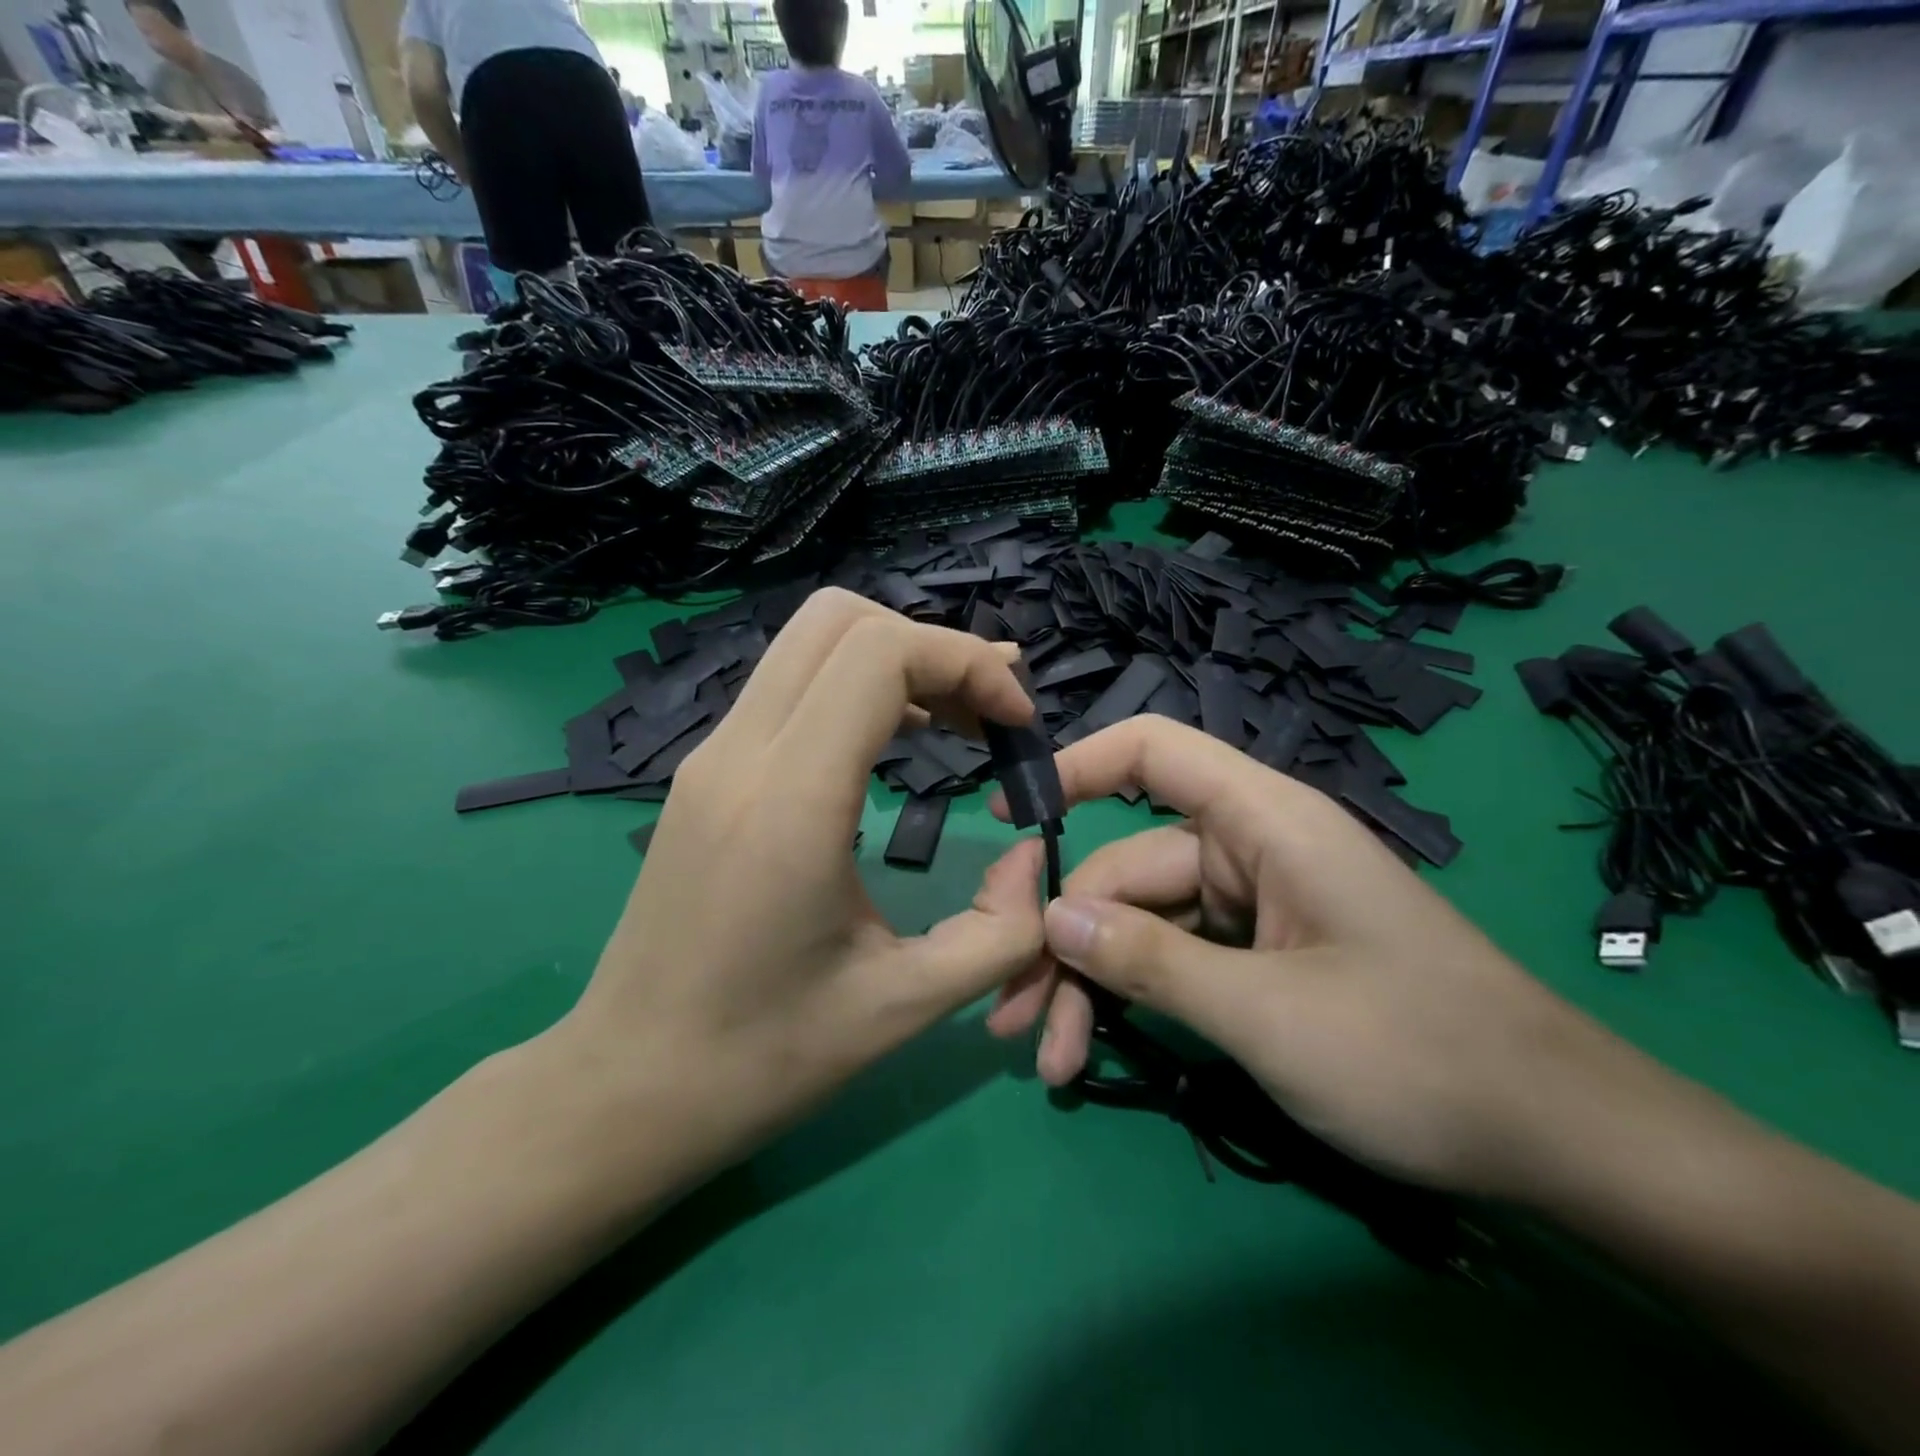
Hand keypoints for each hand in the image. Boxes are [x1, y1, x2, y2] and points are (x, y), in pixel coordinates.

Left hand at [554, 589, 1046, 1177]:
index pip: (880, 653)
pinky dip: (854, 687)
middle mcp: (741, 753)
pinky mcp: (705, 772)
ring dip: (894, 660)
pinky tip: (892, 741)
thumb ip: (1001, 930)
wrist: (626, 1088)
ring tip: (954, 721)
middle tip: (986, 713)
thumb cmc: (763, 1058)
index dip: (965, 663)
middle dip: (931, 647)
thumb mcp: (905, 1005)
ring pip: (809, 642)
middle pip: (839, 618)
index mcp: (791, 800)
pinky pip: (788, 686)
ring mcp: (711, 755)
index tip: (1015, 723)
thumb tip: (1035, 857)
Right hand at [987, 716, 1626, 1197]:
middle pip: (1126, 865)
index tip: (1008, 817)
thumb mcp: (1268, 1015)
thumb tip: (1052, 918)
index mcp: (1263, 821)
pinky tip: (1089, 1053)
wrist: (1558, 1140)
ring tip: (1044, 1056)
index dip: (1076, 767)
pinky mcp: (1257, 955)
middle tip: (1010, 1011)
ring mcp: (1252, 905)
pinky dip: (1131, 1002)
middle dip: (1065, 937)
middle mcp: (1249, 849)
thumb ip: (1151, 961)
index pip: (1152, 752)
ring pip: (1140, 923)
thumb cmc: (1420, 1055)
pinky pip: (1173, 959)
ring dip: (1089, 984)